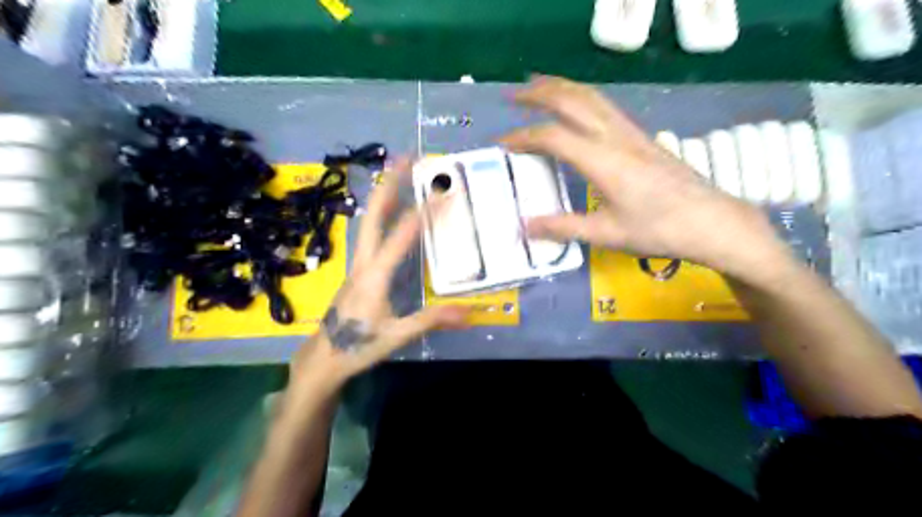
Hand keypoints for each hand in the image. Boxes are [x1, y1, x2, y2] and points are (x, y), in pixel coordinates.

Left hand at [291, 159, 467, 394]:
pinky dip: (381, 213)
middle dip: (390, 183)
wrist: (323, 358)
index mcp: (375, 273)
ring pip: (369, 220)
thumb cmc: (358, 345)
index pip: (402, 235)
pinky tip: (390, 210)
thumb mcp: (397, 334)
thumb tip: (470, 311)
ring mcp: (358, 263)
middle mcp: (364, 260)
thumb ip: (432, 320)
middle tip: (408, 157)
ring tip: (399, 171)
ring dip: (384, 193)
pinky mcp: (358, 270)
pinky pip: (370, 233)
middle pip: (374, 214)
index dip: (423, 211)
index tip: (442, 190)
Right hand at [501, 76, 787, 280]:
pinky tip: (574, 106)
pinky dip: (580, 97)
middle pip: (573, 100)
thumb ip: (563, 227)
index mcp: (604, 161)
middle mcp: (616, 138)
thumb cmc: (660, 230)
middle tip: (511, 94)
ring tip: (536, 86)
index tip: (501, 144)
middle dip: (539, 93)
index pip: (554, 137)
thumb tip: (524, 226)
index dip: (523, 137)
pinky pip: (604, 106)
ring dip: (561, 87)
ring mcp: (632, 133)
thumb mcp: (607, 234)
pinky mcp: (642, 137)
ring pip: (591, 96)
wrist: (713, 222)